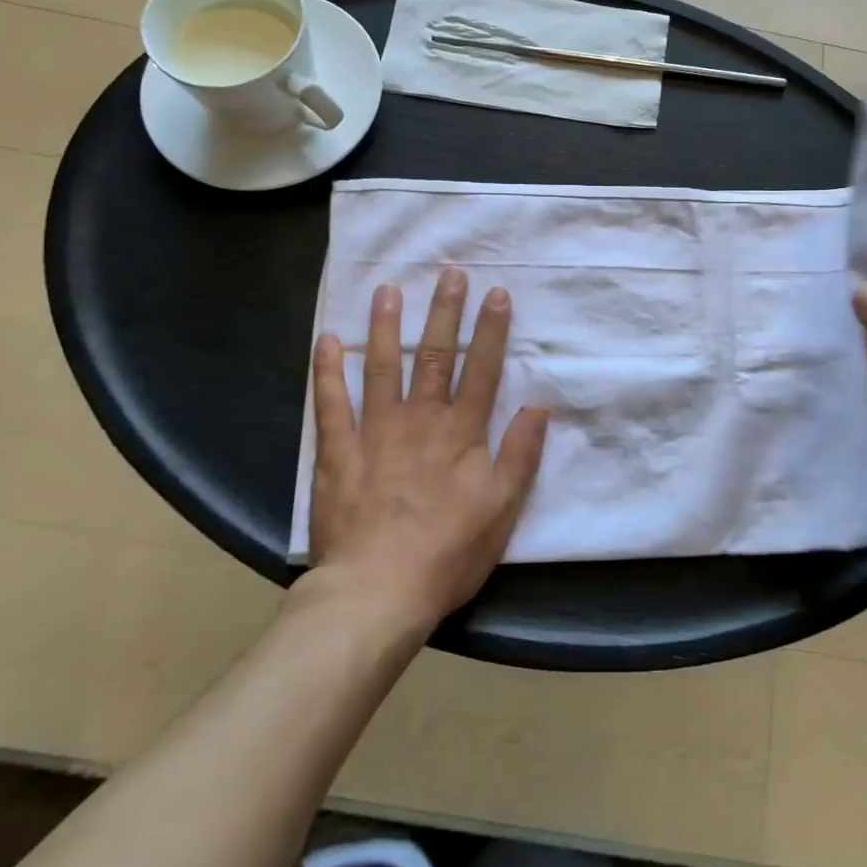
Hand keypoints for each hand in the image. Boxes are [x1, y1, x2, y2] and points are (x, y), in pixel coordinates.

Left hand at [307, 269, 547, 629]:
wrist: (377, 592)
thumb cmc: (448, 552)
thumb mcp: (503, 508)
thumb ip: (521, 454)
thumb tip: (540, 405)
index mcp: (461, 433)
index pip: (482, 370)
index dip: (491, 330)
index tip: (496, 293)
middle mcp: (420, 420)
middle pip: (435, 357)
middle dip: (444, 312)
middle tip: (449, 273)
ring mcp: (375, 432)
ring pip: (382, 368)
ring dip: (387, 327)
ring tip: (389, 290)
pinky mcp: (337, 452)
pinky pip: (330, 405)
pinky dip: (327, 372)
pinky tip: (327, 340)